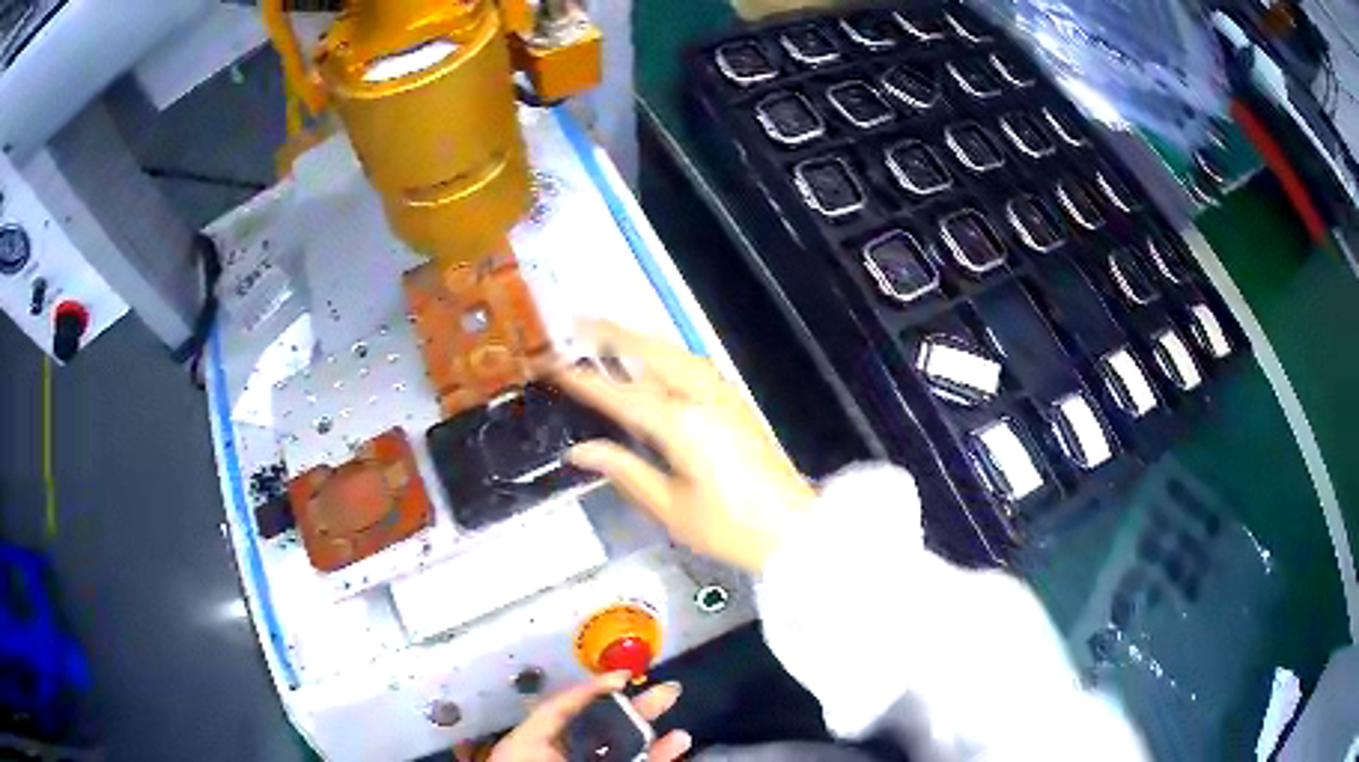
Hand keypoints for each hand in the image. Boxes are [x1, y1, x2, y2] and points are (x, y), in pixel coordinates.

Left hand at [489, 672, 689, 761]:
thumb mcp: (527, 743)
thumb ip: (559, 715)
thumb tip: (593, 693)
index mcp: (538, 740)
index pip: (567, 709)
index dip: (594, 690)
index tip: (624, 675)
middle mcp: (567, 754)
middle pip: (603, 727)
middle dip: (635, 708)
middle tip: (668, 690)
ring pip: (625, 750)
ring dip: (653, 734)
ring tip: (677, 720)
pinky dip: (658, 757)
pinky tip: (678, 743)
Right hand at [555, 322, 814, 572]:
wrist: (792, 528)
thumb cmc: (729, 527)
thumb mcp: (670, 508)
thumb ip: (625, 472)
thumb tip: (581, 452)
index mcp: (681, 427)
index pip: (622, 396)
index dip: (585, 380)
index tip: (555, 364)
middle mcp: (702, 400)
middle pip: (653, 354)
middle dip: (614, 334)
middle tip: (579, 321)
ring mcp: (724, 398)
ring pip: (677, 353)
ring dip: (642, 339)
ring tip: (612, 333)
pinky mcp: (738, 405)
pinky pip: (696, 364)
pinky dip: (668, 352)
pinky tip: (659, 360)